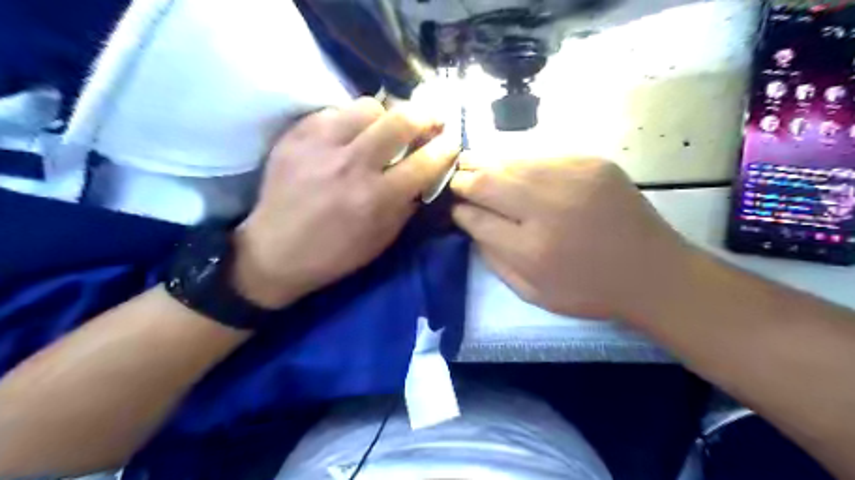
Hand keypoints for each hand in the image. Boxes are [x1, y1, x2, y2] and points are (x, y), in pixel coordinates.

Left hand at [232, 98, 460, 306]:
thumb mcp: (382, 239)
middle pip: (401, 119)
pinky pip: (334, 111)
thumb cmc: (335, 254)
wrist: (275, 251)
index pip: (425, 161)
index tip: (451, 142)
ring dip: (384, 116)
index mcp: (376, 198)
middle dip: (425, 115)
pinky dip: (349, 122)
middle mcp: (352, 165)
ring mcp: (321, 145)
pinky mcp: (296, 135)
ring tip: (382, 129)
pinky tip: (347, 137)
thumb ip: (407, 204)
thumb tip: (424, 175)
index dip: (446, 148)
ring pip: (368, 106)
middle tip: (430, 120)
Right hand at [450, 156, 697, 321]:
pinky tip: (513, 168)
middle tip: (455, 179)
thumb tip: (471, 224)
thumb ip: (495, 260)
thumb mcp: (533, 292)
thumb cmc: (589, 291)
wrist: (653, 272)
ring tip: (472, 164)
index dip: (460, 210)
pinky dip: (519, 162)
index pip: (477, 219)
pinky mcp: (591, 163)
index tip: (454, 208)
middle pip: (487, 182)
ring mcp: (572, 179)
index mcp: (532, 250)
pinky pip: (539, 156)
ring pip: (511, 162)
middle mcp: (548, 208)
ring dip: (486, 163)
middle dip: (464, 179)